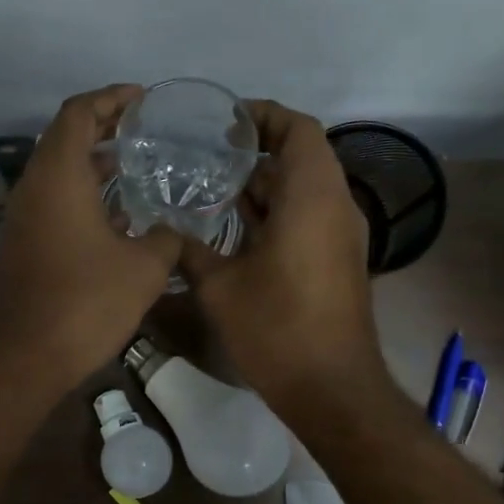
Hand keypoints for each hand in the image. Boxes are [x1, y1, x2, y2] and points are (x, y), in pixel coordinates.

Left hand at [0, 85, 180, 392]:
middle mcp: (32, 187)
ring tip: (132, 165)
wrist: (29, 354)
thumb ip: (166, 236)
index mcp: (58, 176)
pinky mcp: (19, 243)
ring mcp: (21, 216)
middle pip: (63, 138)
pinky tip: (114, 215)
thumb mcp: (146, 266)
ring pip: (55, 172)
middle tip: (141, 130)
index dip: (109, 99)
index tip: (141, 99)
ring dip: (90, 163)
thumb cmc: (88, 301)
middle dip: (101, 127)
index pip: (77, 113)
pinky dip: (79, 193)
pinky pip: (51, 201)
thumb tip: (172, 230)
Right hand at [182, 101, 386, 412]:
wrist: (331, 387)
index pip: (298, 130)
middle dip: (257, 149)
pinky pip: (307, 214)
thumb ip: (189, 250)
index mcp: (312, 198)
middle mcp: (334, 206)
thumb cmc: (277, 328)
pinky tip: (233, 226)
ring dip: (265, 182)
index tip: (224, 122)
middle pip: (302, 155)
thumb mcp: (219, 287)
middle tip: (207, 152)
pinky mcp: (336, 259)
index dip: (264, 116)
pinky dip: (275, 209)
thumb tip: (163, 232)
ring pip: (304, 188)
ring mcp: (340, 235)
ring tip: (212, 184)